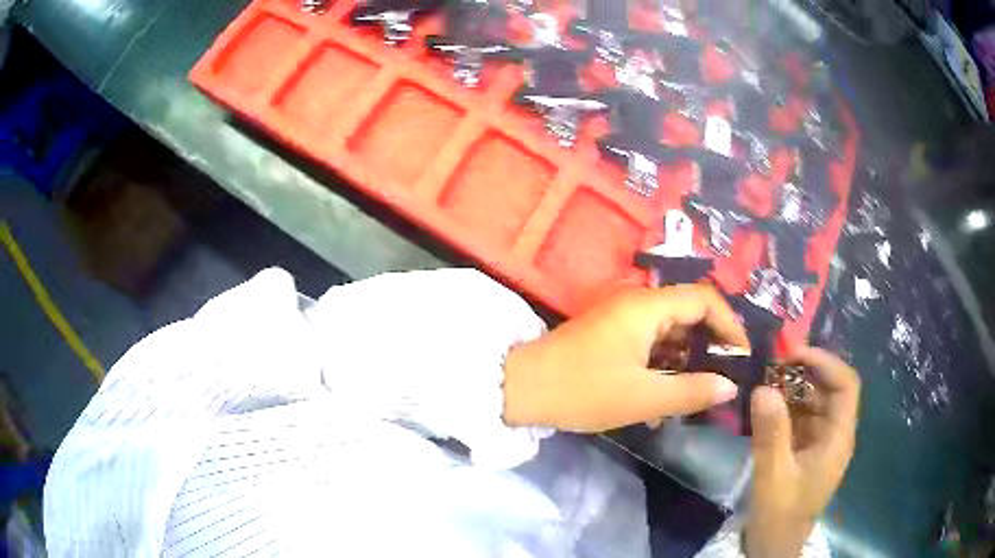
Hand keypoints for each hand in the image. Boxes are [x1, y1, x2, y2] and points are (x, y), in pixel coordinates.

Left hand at [502, 285, 747, 431]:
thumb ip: (691, 392)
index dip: (730, 325)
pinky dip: (665, 362)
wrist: (522, 388)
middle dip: (710, 343)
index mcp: (648, 306)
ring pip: (670, 330)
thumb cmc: (584, 390)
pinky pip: (650, 341)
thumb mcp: (643, 398)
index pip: (704, 300)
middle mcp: (637, 302)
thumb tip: (729, 387)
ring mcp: (622, 317)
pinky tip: (668, 393)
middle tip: (725, 376)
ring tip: (700, 390)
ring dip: (687, 357)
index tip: (741, 357)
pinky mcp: (611, 333)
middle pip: (689, 312)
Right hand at [746, 347, 860, 557]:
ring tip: (762, 383)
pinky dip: (784, 409)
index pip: (846, 385)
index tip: (793, 354)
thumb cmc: (780, 514)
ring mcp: (820, 443)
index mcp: (838, 438)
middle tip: (771, 366)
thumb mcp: (773, 476)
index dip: (825, 362)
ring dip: (791, 390)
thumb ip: (771, 434)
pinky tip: (763, 409)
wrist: (773, 547)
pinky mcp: (806, 451)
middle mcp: (835, 435)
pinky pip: (800, 420)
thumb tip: (764, 387)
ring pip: (813, 403)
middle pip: (829, 390)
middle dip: (803, 373)